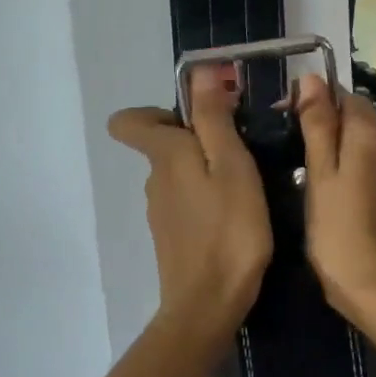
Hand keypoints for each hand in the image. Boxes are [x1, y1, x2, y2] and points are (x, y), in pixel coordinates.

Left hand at [109, 64, 272, 335]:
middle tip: (243, 150)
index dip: (157, 111)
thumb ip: (214, 119)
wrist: (209, 305)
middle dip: (198, 138)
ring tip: (247, 185)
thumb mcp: (232, 166)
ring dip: (206, 171)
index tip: (199, 117)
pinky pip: (186, 203)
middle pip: (163, 144)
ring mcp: (160, 212)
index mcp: (164, 156)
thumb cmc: (229, 230)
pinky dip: (206, 200)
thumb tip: (200, 71)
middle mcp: (153, 180)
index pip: (128, 121)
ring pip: (178, 175)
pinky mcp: (172, 238)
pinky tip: (235, 217)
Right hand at [292, 74, 375, 325]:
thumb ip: (318, 124)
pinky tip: (321, 183)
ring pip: (358, 140)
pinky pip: (365, 162)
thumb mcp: (320, 172)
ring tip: (296, 161)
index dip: (312, 98)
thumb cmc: (339, 229)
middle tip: (283, 141)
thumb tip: (312, 78)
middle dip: (321, 119)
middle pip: (353, 115)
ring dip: (331, 142)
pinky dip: (343, 163)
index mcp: (370, 133)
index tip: (280, 116)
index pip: (343, 94)